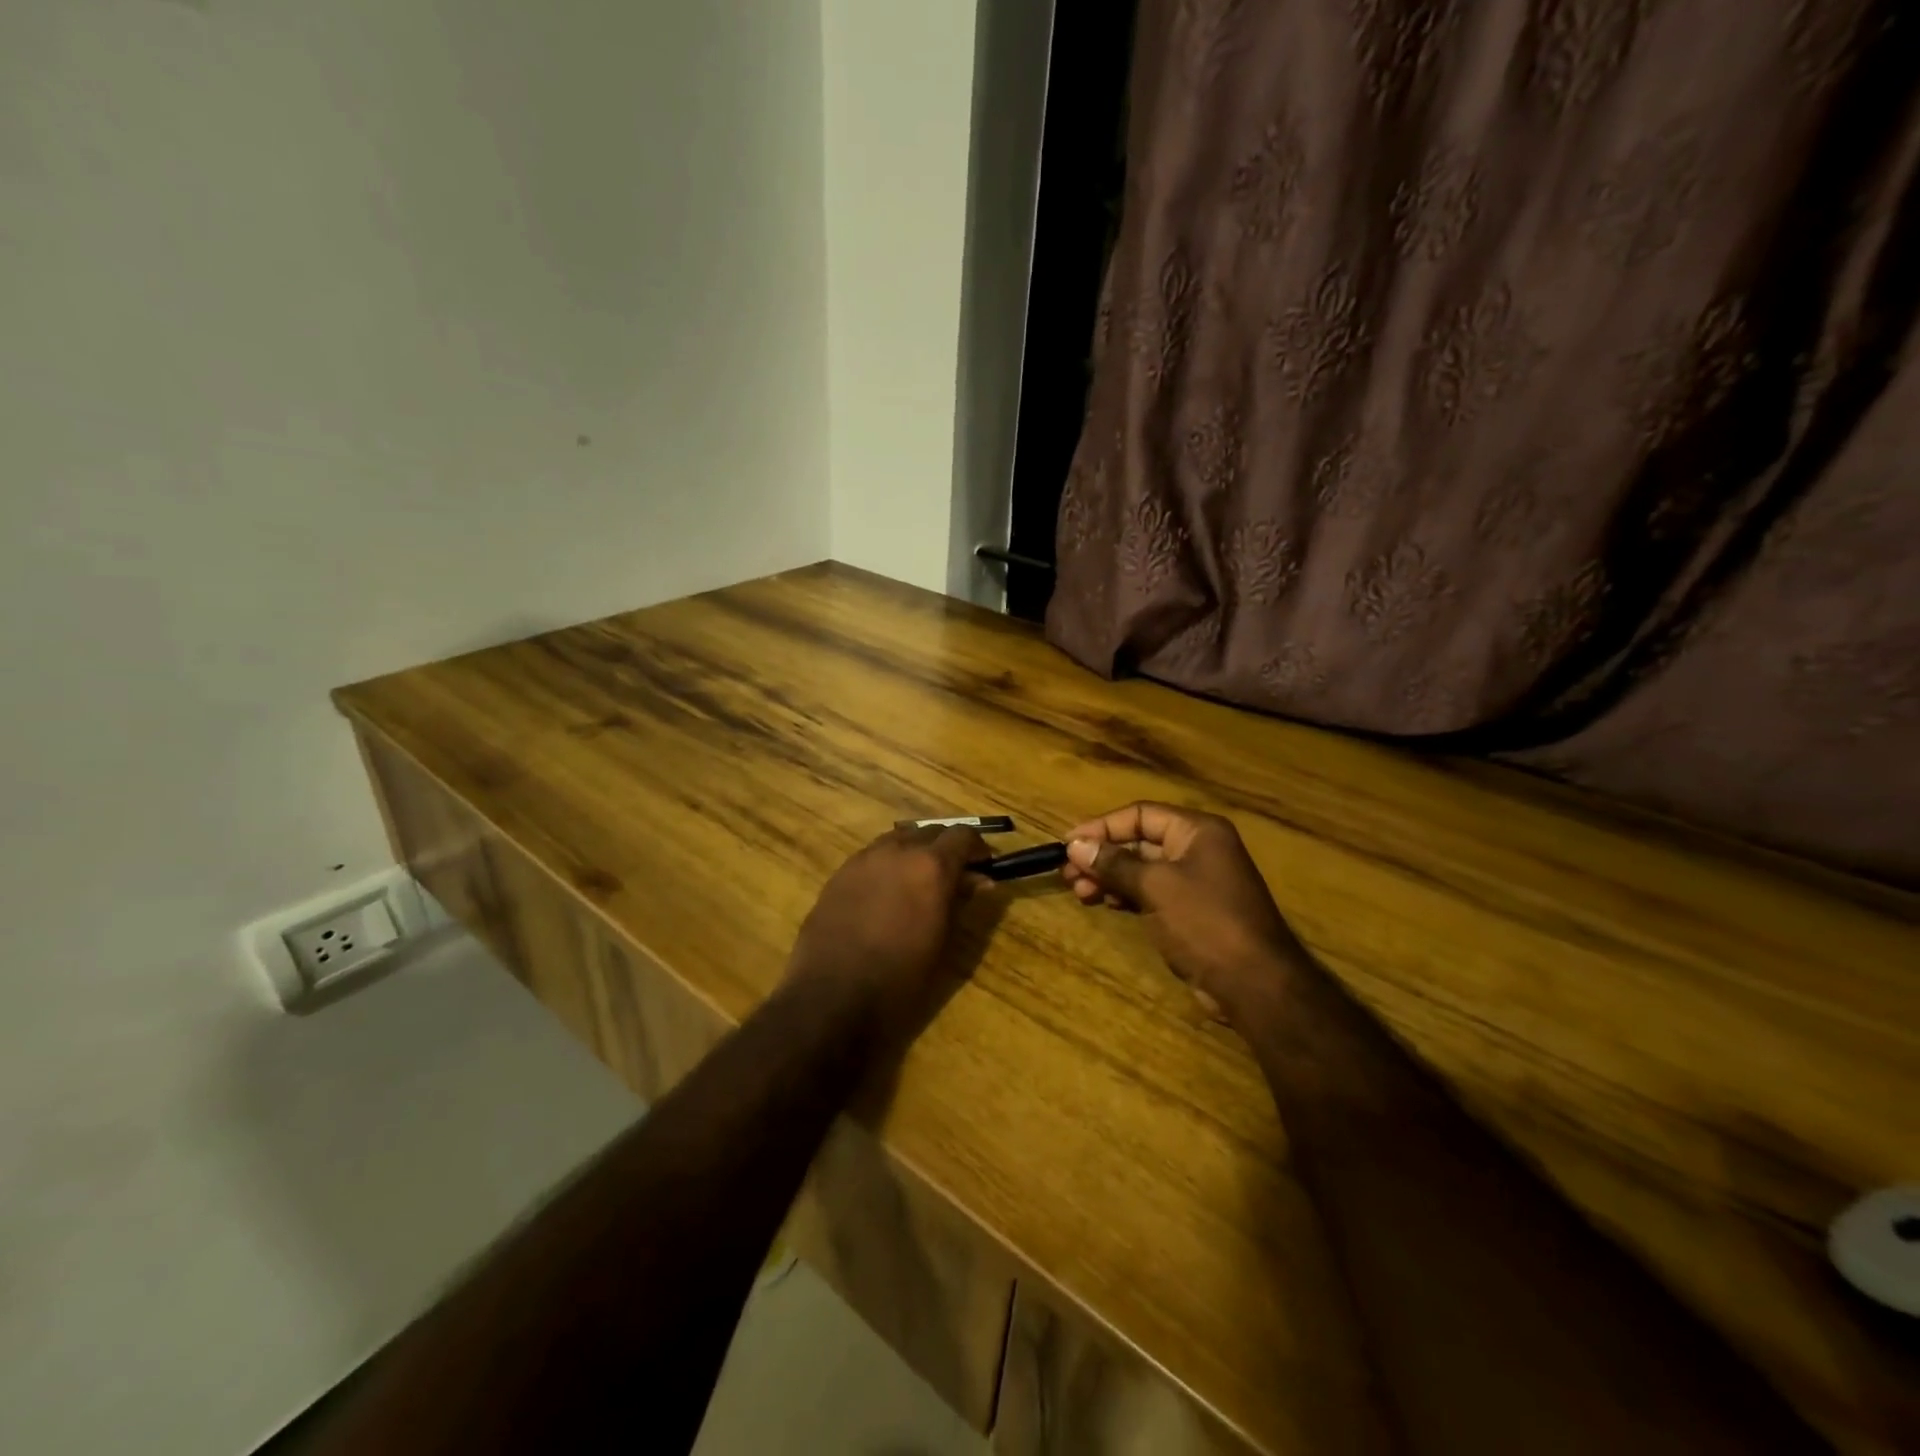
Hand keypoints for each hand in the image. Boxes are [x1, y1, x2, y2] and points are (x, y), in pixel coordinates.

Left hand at [787, 825, 989, 1044]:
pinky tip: (885, 893)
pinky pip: (872, 856)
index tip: (982, 867)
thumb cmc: (899, 978)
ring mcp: (864, 858)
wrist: (831, 996)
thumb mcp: (942, 942)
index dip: (976, 848)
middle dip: (946, 848)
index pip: (962, 835)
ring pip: (898, 838)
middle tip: (953, 877)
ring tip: (917, 882)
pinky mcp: (839, 873)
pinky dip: (887, 864)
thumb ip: (960, 902)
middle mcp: (898, 850)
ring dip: (914, 851)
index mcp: (931, 866)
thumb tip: (979, 880)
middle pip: (930, 831)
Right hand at [1062, 802, 1306, 1025]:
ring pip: (1142, 869)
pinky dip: (1126, 895)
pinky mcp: (1191, 911)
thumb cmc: (1205, 922)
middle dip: (1102, 856)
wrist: (1255, 984)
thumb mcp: (1155, 887)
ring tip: (1078, 892)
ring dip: (1109, 877)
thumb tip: (1075, 846)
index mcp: (1197, 831)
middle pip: (1140, 841)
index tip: (1068, 844)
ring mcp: (1196, 882)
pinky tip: (1103, 903)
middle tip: (1067, 874)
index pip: (1140, 815)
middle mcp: (1198, 849)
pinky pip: (1151, 892)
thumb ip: (1114, 863)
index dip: (1102, 826)